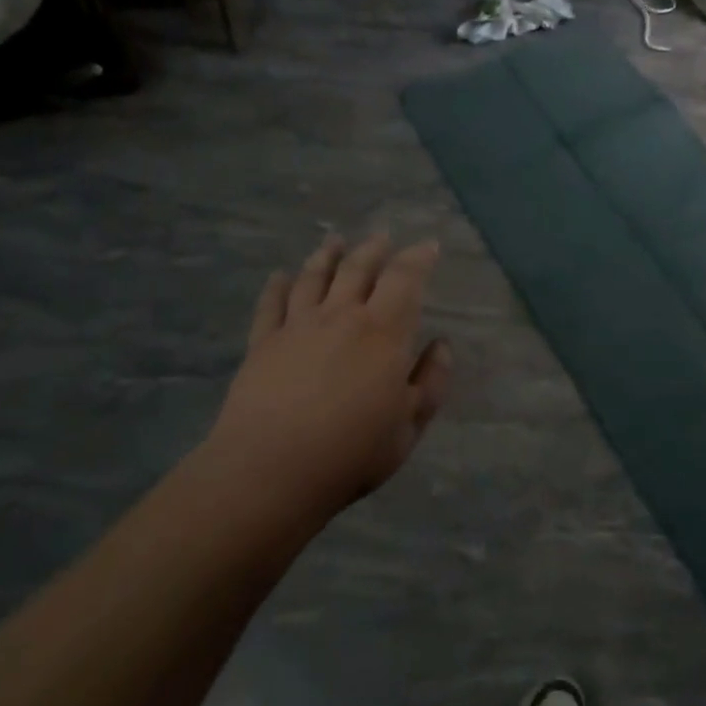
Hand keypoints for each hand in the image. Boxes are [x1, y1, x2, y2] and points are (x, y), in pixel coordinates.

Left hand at [198, 234, 451, 523]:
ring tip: (334, 240)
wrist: (271, 469)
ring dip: (326, 255)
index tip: (428, 246)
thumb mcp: (410, 426)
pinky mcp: (263, 342)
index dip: (418, 257)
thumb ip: (432, 381)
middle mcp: (340, 316)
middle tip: (382, 236)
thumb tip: (442, 345)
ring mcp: (297, 326)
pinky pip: (271, 303)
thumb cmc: (352, 451)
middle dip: (374, 249)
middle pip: (357, 269)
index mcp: (383, 332)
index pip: (404, 279)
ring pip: (313, 277)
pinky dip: (277, 285)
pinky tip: (280, 275)